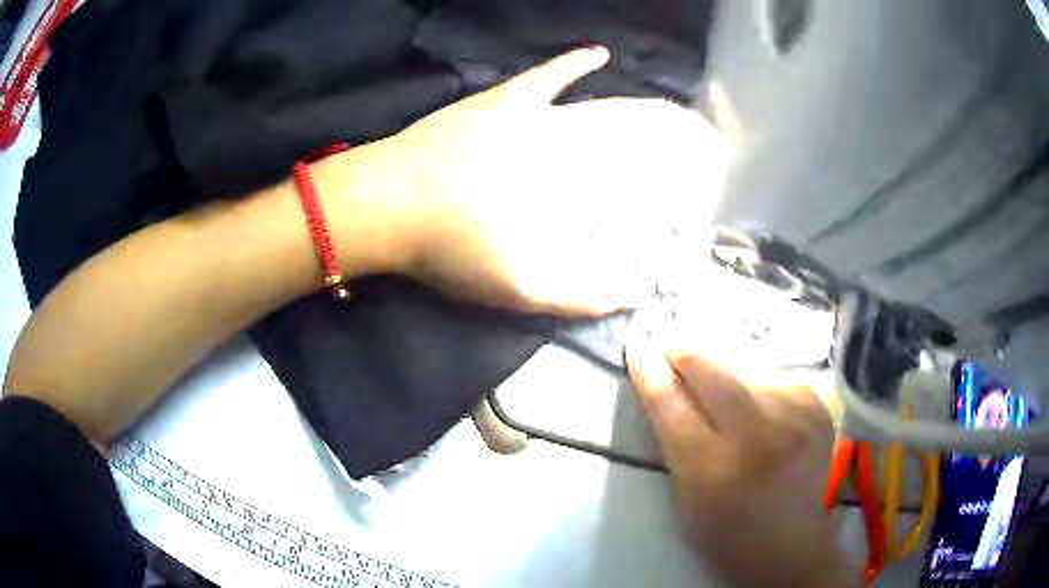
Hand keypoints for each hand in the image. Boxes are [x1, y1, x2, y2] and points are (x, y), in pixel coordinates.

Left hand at [365, 46, 726, 314]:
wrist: (382, 206)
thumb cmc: (449, 246)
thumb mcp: (519, 286)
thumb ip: (578, 297)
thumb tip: (631, 297)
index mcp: (569, 185)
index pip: (638, 181)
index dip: (674, 185)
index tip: (703, 189)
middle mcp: (561, 143)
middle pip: (626, 140)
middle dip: (666, 145)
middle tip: (700, 145)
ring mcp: (529, 115)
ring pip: (596, 108)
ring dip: (635, 112)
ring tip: (672, 115)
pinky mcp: (499, 101)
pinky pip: (544, 77)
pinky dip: (572, 65)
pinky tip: (596, 53)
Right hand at [626, 340, 854, 587]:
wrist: (791, 547)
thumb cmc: (727, 532)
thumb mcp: (685, 496)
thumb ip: (674, 437)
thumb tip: (663, 379)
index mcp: (713, 469)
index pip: (671, 404)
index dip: (650, 370)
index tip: (639, 346)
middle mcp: (759, 435)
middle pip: (711, 368)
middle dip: (685, 353)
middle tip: (673, 351)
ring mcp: (796, 416)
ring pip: (745, 365)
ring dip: (725, 370)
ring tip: (721, 389)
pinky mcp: (818, 407)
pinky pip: (776, 376)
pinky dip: (758, 384)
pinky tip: (758, 407)